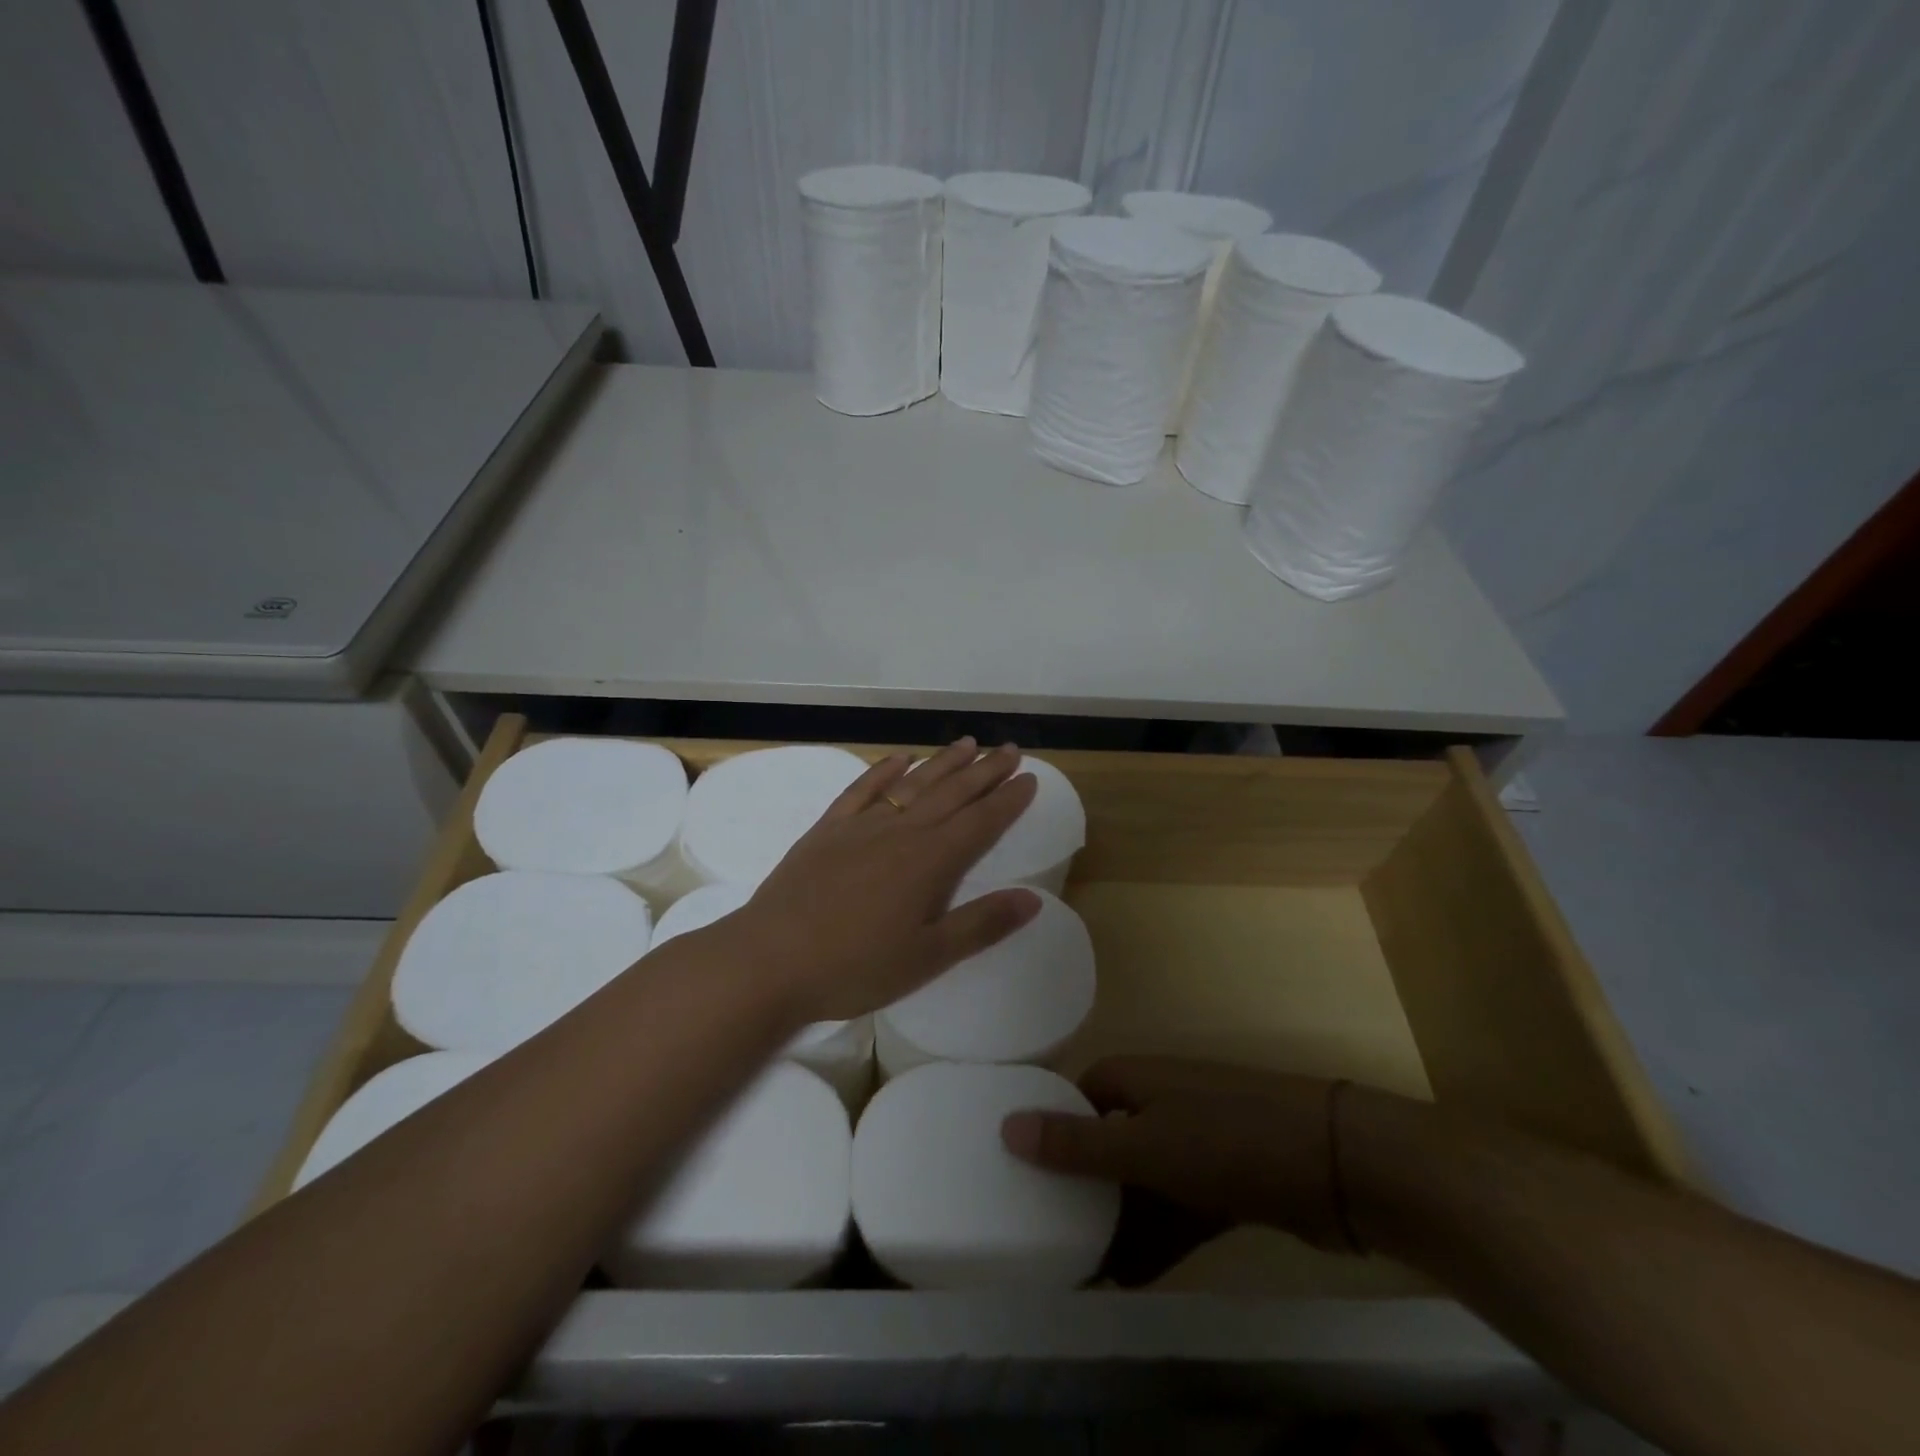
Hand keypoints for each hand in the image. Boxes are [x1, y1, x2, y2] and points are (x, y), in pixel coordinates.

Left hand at [729, 738, 1042, 1022]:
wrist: (769, 960)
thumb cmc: (854, 967)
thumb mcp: (927, 957)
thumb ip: (981, 925)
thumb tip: (1033, 898)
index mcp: (930, 862)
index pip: (980, 822)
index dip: (1008, 800)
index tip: (1030, 778)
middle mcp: (901, 832)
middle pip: (952, 794)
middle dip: (984, 771)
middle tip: (1009, 749)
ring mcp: (861, 826)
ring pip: (912, 784)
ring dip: (942, 763)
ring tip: (968, 744)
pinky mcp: (828, 829)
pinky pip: (862, 789)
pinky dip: (884, 770)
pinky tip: (899, 758)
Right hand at [1000, 1057, 1364, 1275]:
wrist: (1339, 1164)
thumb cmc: (1228, 1140)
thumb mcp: (1145, 1145)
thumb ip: (1078, 1145)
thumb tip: (1006, 1125)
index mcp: (1138, 1079)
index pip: (1079, 1096)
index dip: (1052, 1127)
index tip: (1022, 1169)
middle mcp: (1164, 1103)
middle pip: (1109, 1141)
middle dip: (1082, 1186)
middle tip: (1045, 1231)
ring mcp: (1199, 1143)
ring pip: (1142, 1182)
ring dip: (1116, 1222)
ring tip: (1079, 1268)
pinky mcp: (1228, 1183)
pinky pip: (1177, 1210)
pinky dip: (1155, 1240)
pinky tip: (1129, 1279)